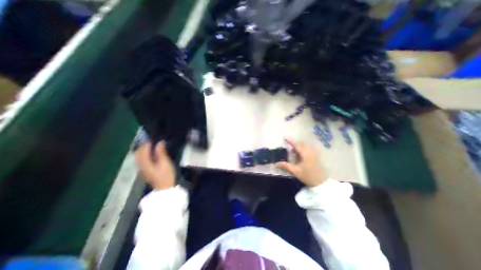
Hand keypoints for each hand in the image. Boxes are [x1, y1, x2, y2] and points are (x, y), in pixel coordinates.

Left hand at [135, 141, 175, 189]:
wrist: (164, 188)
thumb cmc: (166, 175)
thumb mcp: (165, 163)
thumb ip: (161, 152)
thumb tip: (160, 142)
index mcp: (145, 163)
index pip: (143, 150)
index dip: (148, 143)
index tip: (155, 139)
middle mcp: (141, 165)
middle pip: (138, 153)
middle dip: (144, 146)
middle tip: (154, 142)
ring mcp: (142, 169)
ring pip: (139, 156)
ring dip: (144, 150)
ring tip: (153, 147)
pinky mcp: (145, 171)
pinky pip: (141, 160)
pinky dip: (145, 155)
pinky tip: (152, 154)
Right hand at [276, 139, 329, 187]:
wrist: (322, 183)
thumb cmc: (308, 176)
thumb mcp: (295, 171)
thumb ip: (286, 166)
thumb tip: (276, 163)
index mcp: (305, 154)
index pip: (296, 145)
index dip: (290, 141)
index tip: (285, 137)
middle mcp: (310, 152)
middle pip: (302, 144)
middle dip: (296, 144)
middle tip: (290, 149)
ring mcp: (315, 154)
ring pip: (306, 146)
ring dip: (300, 147)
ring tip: (295, 153)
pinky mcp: (317, 157)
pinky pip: (310, 149)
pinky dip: (304, 150)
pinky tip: (302, 156)